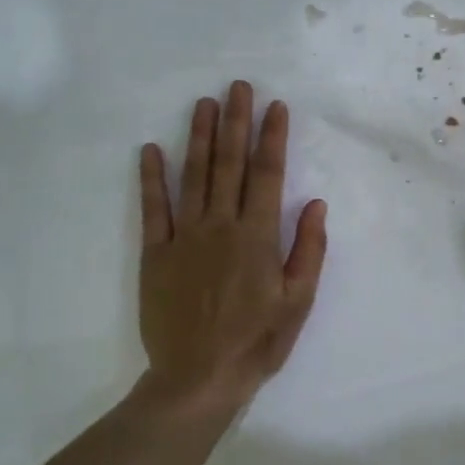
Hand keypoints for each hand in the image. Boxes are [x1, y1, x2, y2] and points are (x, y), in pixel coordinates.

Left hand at [137, 82, 327, 420]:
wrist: (198, 378)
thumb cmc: (257, 342)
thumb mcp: (298, 301)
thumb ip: (308, 250)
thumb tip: (315, 203)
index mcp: (257, 236)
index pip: (267, 175)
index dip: (272, 138)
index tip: (275, 107)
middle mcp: (220, 226)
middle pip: (229, 164)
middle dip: (236, 122)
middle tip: (238, 86)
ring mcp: (184, 237)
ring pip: (193, 176)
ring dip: (198, 137)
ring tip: (204, 103)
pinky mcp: (155, 254)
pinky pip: (153, 209)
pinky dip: (151, 178)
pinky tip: (150, 150)